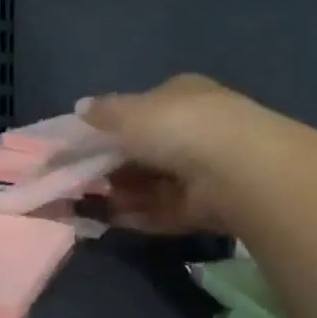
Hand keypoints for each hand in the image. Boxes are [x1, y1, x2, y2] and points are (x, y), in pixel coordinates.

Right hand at [79, 74, 266, 233]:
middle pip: (147, 151)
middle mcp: (197, 130)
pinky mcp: (209, 208)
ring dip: (123, 194)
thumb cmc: (177, 127)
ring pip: (154, 184)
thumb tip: (80, 108)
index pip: (144, 109)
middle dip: (114, 167)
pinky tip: (112, 222)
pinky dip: (140, 217)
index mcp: (182, 96)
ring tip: (91, 204)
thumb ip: (103, 113)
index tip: (85, 146)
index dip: (113, 127)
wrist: (236, 171)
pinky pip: (167, 211)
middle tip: (83, 179)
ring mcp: (206, 171)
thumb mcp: (129, 112)